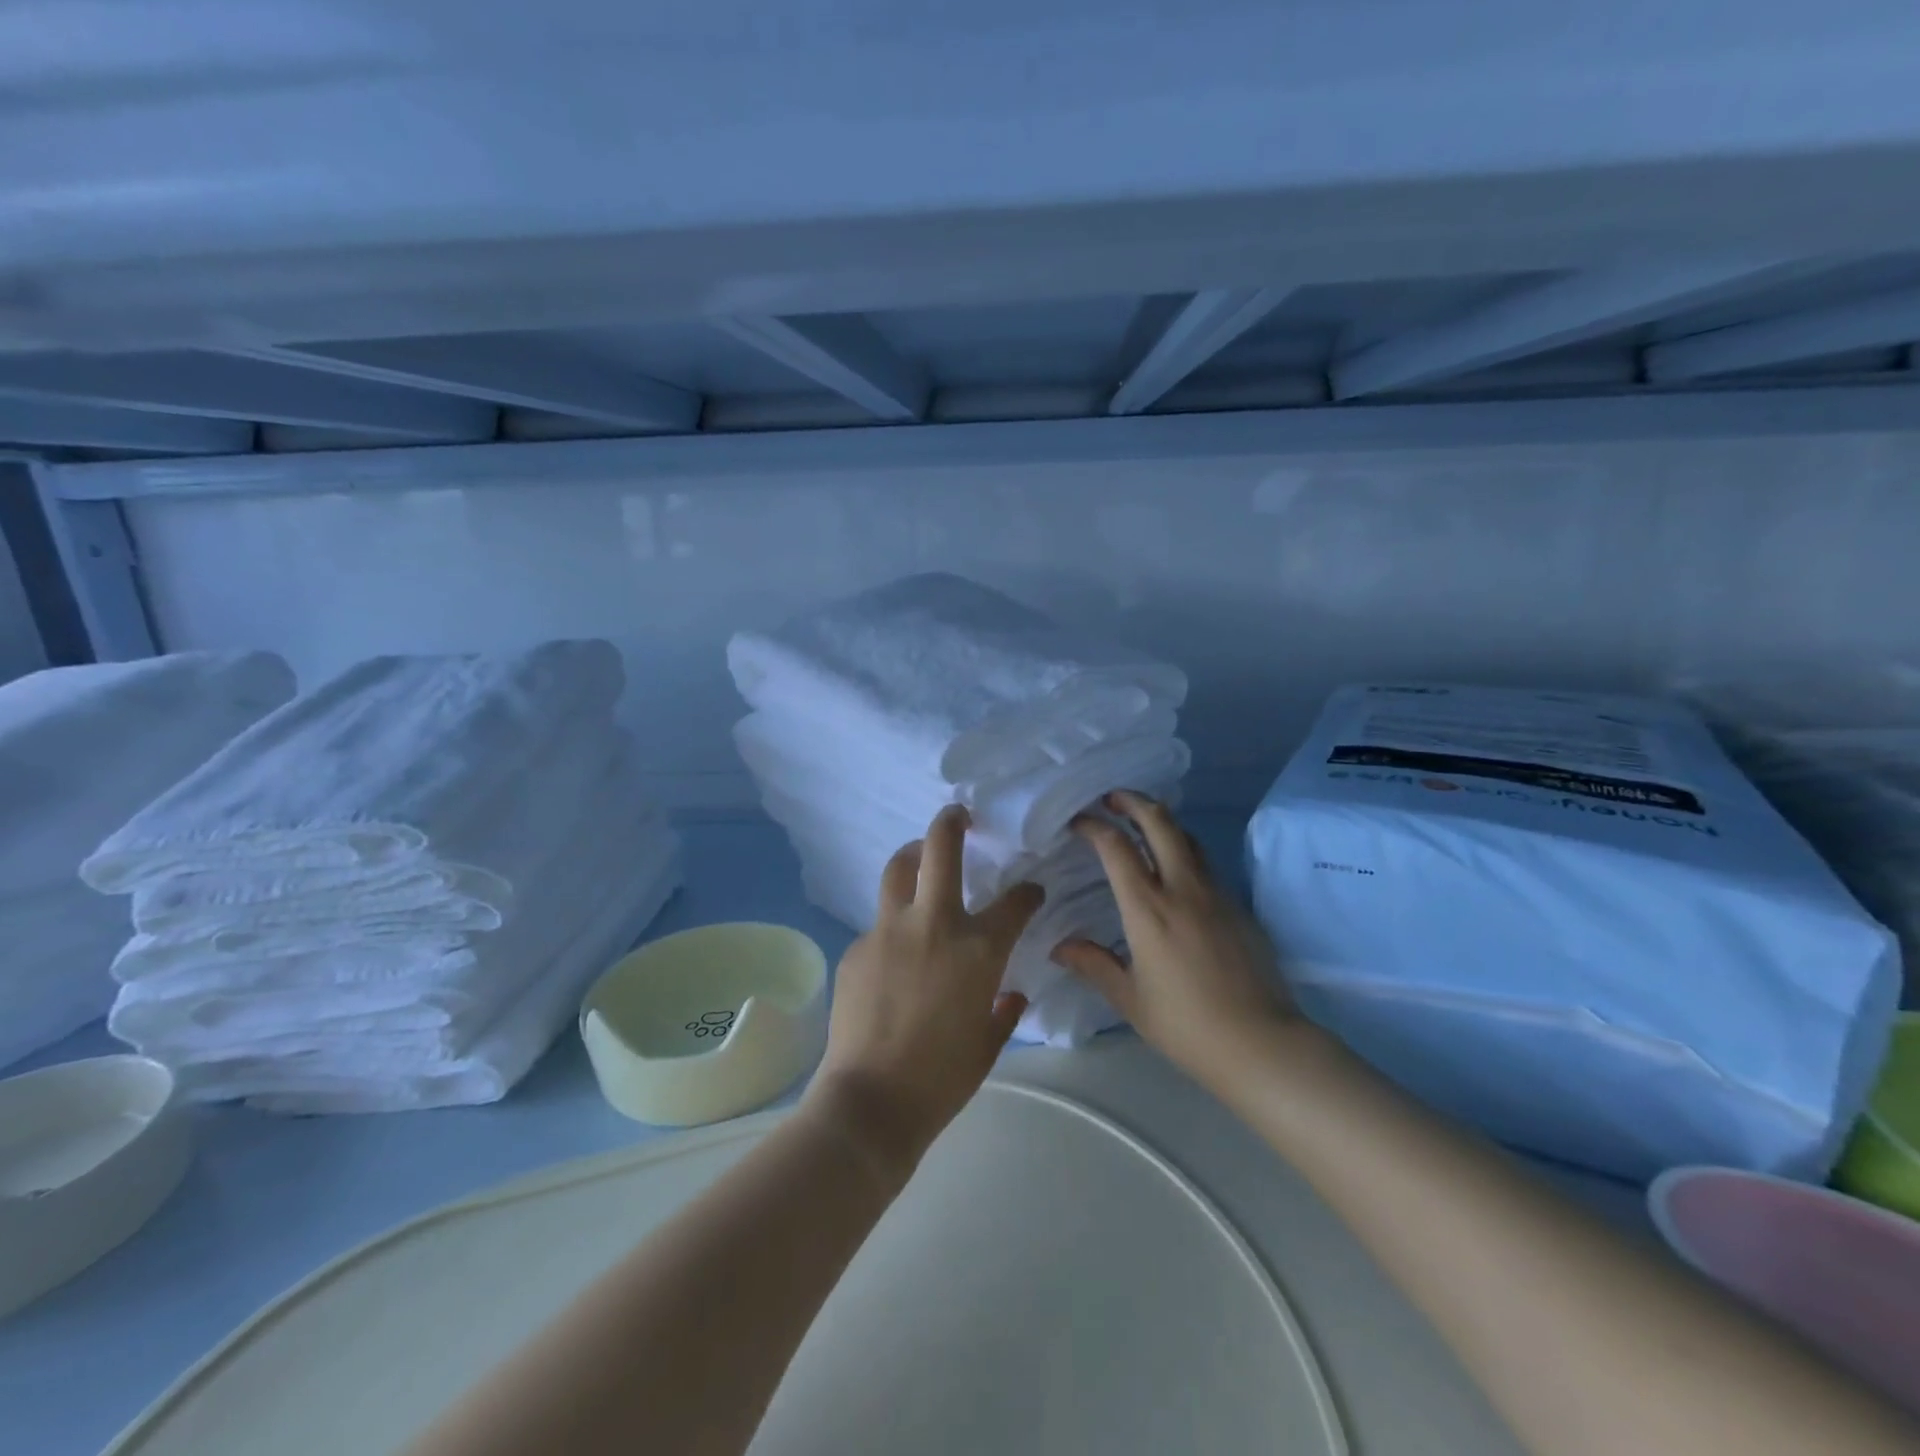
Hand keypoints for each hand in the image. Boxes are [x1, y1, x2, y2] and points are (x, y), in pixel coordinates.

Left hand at [803, 805, 1042, 1180]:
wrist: (871, 1101)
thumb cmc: (942, 1078)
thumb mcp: (988, 1045)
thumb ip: (1004, 1010)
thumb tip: (1011, 993)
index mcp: (978, 948)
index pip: (1015, 902)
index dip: (1027, 892)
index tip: (1030, 892)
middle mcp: (933, 923)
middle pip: (938, 847)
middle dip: (952, 821)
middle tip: (958, 815)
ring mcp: (888, 930)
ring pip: (898, 870)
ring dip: (913, 856)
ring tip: (919, 859)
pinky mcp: (856, 947)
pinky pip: (878, 925)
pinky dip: (893, 928)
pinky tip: (893, 959)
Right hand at [1053, 790, 1294, 1081]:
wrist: (1261, 1043)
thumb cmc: (1186, 1024)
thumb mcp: (1130, 999)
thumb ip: (1093, 965)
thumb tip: (1059, 947)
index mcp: (1148, 908)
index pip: (1116, 847)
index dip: (1094, 826)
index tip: (1078, 822)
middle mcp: (1182, 888)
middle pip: (1159, 822)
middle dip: (1133, 801)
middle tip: (1112, 799)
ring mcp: (1215, 893)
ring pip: (1187, 837)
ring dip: (1161, 822)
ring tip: (1142, 826)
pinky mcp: (1238, 906)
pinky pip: (1206, 864)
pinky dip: (1183, 851)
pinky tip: (1175, 872)